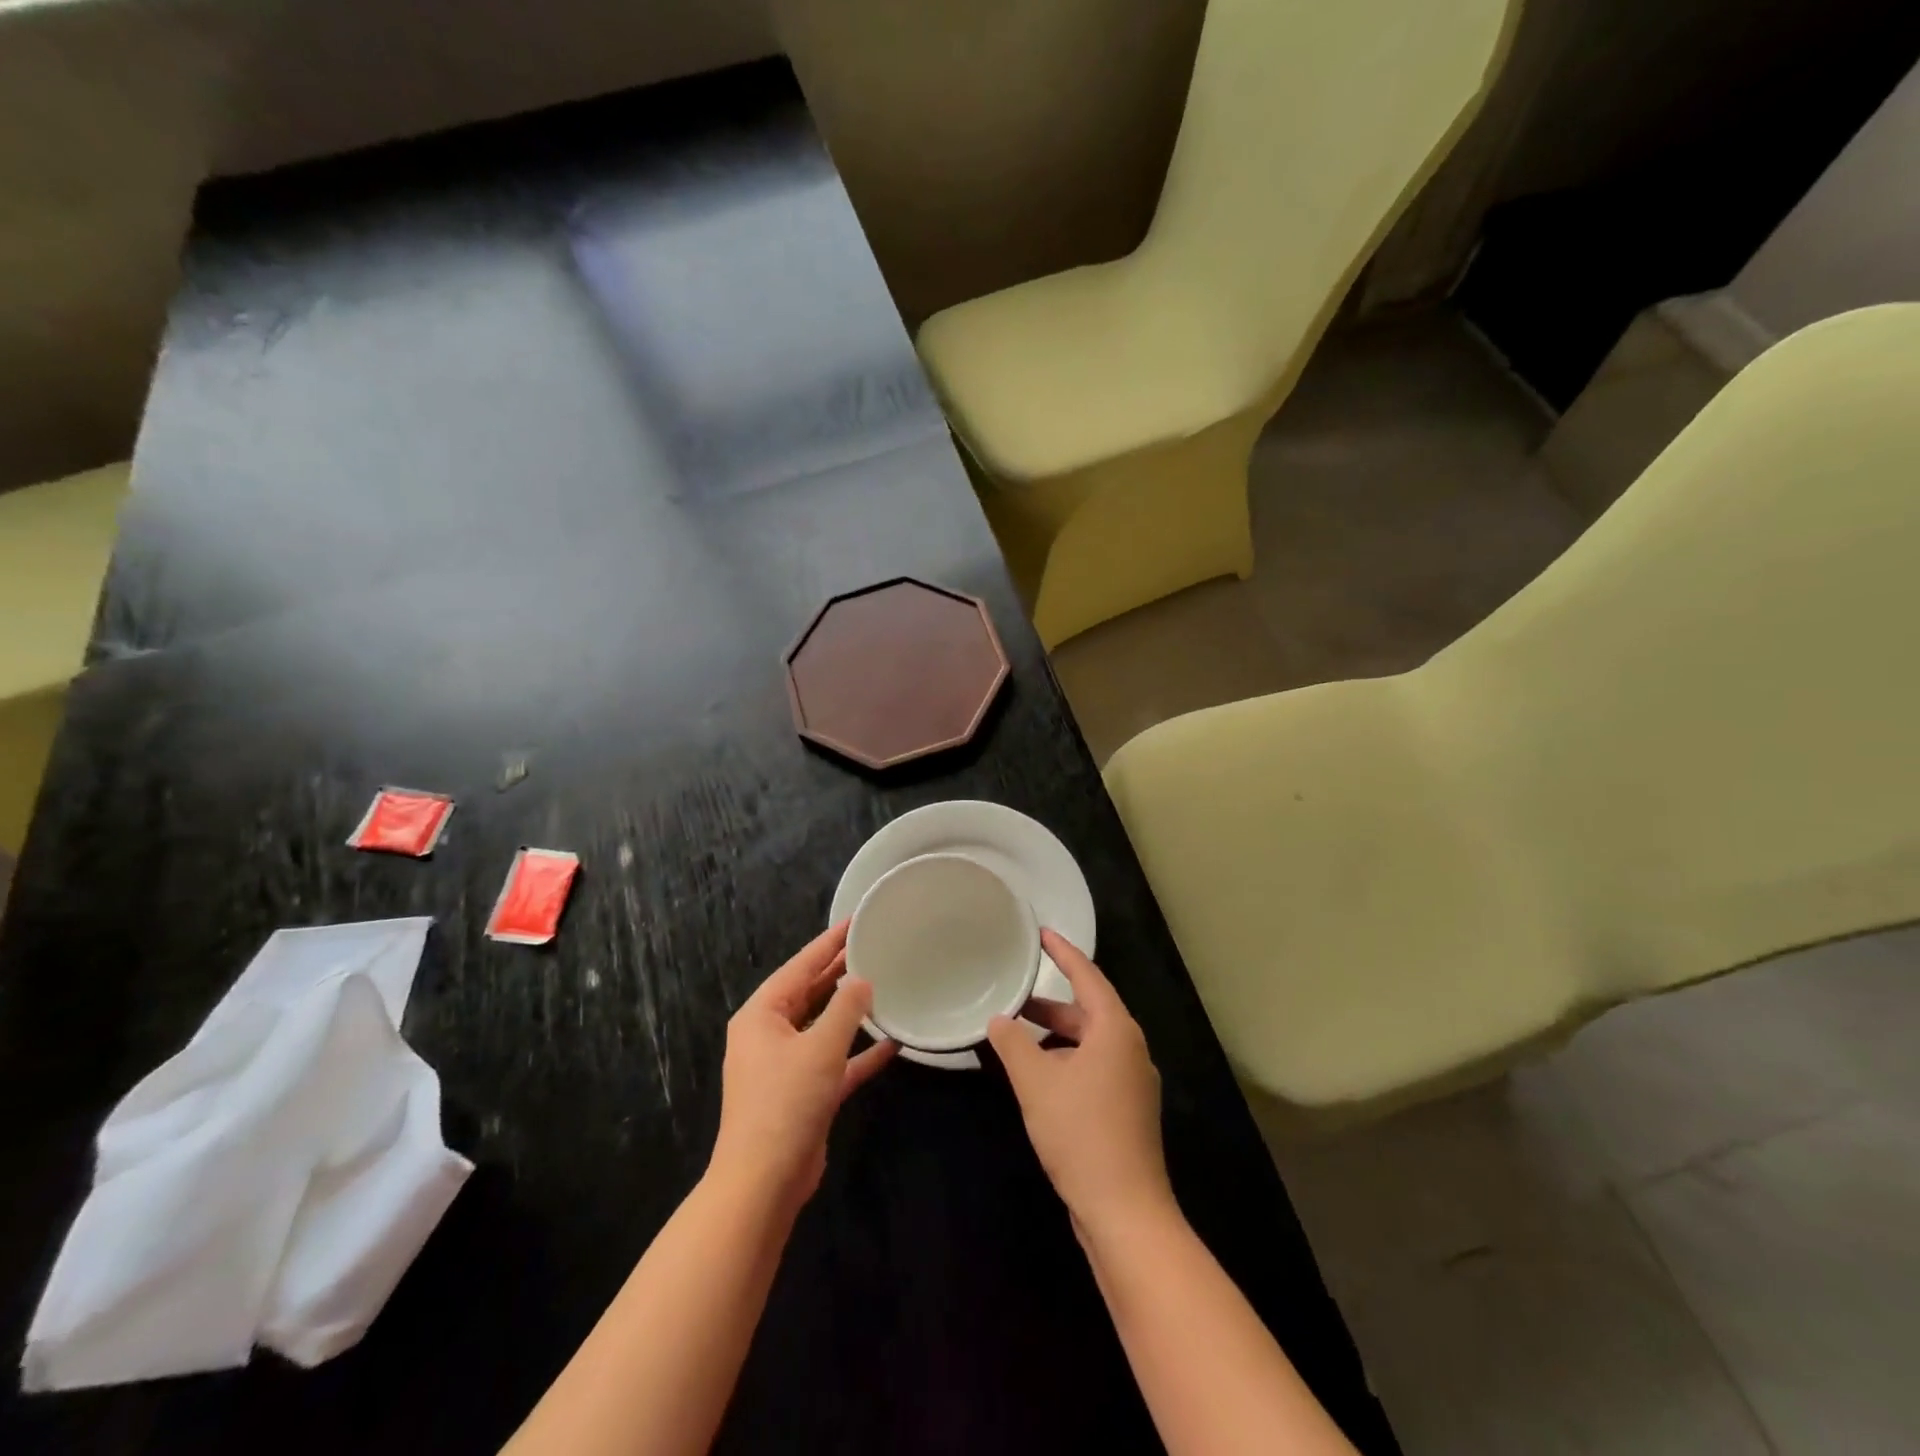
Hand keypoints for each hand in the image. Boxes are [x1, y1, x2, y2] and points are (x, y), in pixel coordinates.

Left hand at [710, 922, 896, 1214]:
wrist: (764, 1182)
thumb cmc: (786, 1102)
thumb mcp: (820, 1047)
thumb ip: (845, 1008)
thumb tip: (863, 980)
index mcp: (761, 1014)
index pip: (800, 966)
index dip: (829, 942)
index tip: (856, 920)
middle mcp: (769, 1035)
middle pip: (809, 992)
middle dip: (840, 972)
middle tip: (874, 946)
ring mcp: (784, 1066)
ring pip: (822, 1026)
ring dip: (851, 1011)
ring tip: (885, 984)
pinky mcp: (803, 1094)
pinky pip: (834, 1062)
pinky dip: (858, 1052)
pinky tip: (893, 1043)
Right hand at [987, 930, 1173, 1236]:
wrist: (1125, 1212)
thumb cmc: (1080, 1133)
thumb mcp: (1036, 1082)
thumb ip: (1012, 1044)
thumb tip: (999, 1020)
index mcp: (1115, 1031)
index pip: (1088, 976)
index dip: (1063, 953)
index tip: (1041, 933)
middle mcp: (1131, 1049)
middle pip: (1089, 1011)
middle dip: (1051, 1004)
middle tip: (1014, 995)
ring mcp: (1133, 1083)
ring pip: (1090, 1044)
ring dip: (1055, 1037)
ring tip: (1017, 1040)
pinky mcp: (1128, 1111)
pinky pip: (1094, 1069)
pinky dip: (1066, 1062)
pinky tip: (1040, 1080)